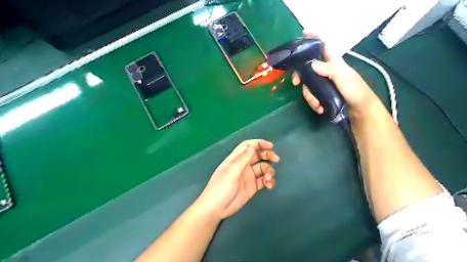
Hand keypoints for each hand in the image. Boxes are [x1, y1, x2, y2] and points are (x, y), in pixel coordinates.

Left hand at [196, 139, 278, 218]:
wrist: (217, 209)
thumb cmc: (221, 188)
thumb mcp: (231, 172)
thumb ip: (242, 160)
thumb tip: (252, 148)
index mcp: (235, 159)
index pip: (247, 146)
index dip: (258, 143)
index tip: (270, 146)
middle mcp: (243, 166)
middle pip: (257, 155)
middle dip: (267, 155)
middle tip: (276, 159)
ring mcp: (248, 176)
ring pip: (262, 168)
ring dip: (268, 171)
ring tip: (268, 178)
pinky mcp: (252, 187)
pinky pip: (263, 180)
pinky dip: (268, 181)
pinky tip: (270, 185)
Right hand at [293, 30, 380, 117]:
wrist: (360, 109)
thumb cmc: (355, 90)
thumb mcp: (343, 77)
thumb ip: (329, 69)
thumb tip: (311, 64)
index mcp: (333, 62)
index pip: (323, 45)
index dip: (315, 37)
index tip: (303, 33)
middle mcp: (326, 71)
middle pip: (307, 68)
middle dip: (300, 76)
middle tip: (295, 83)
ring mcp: (323, 83)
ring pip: (308, 85)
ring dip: (310, 97)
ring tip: (317, 105)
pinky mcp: (322, 94)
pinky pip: (312, 96)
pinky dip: (314, 103)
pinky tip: (319, 108)